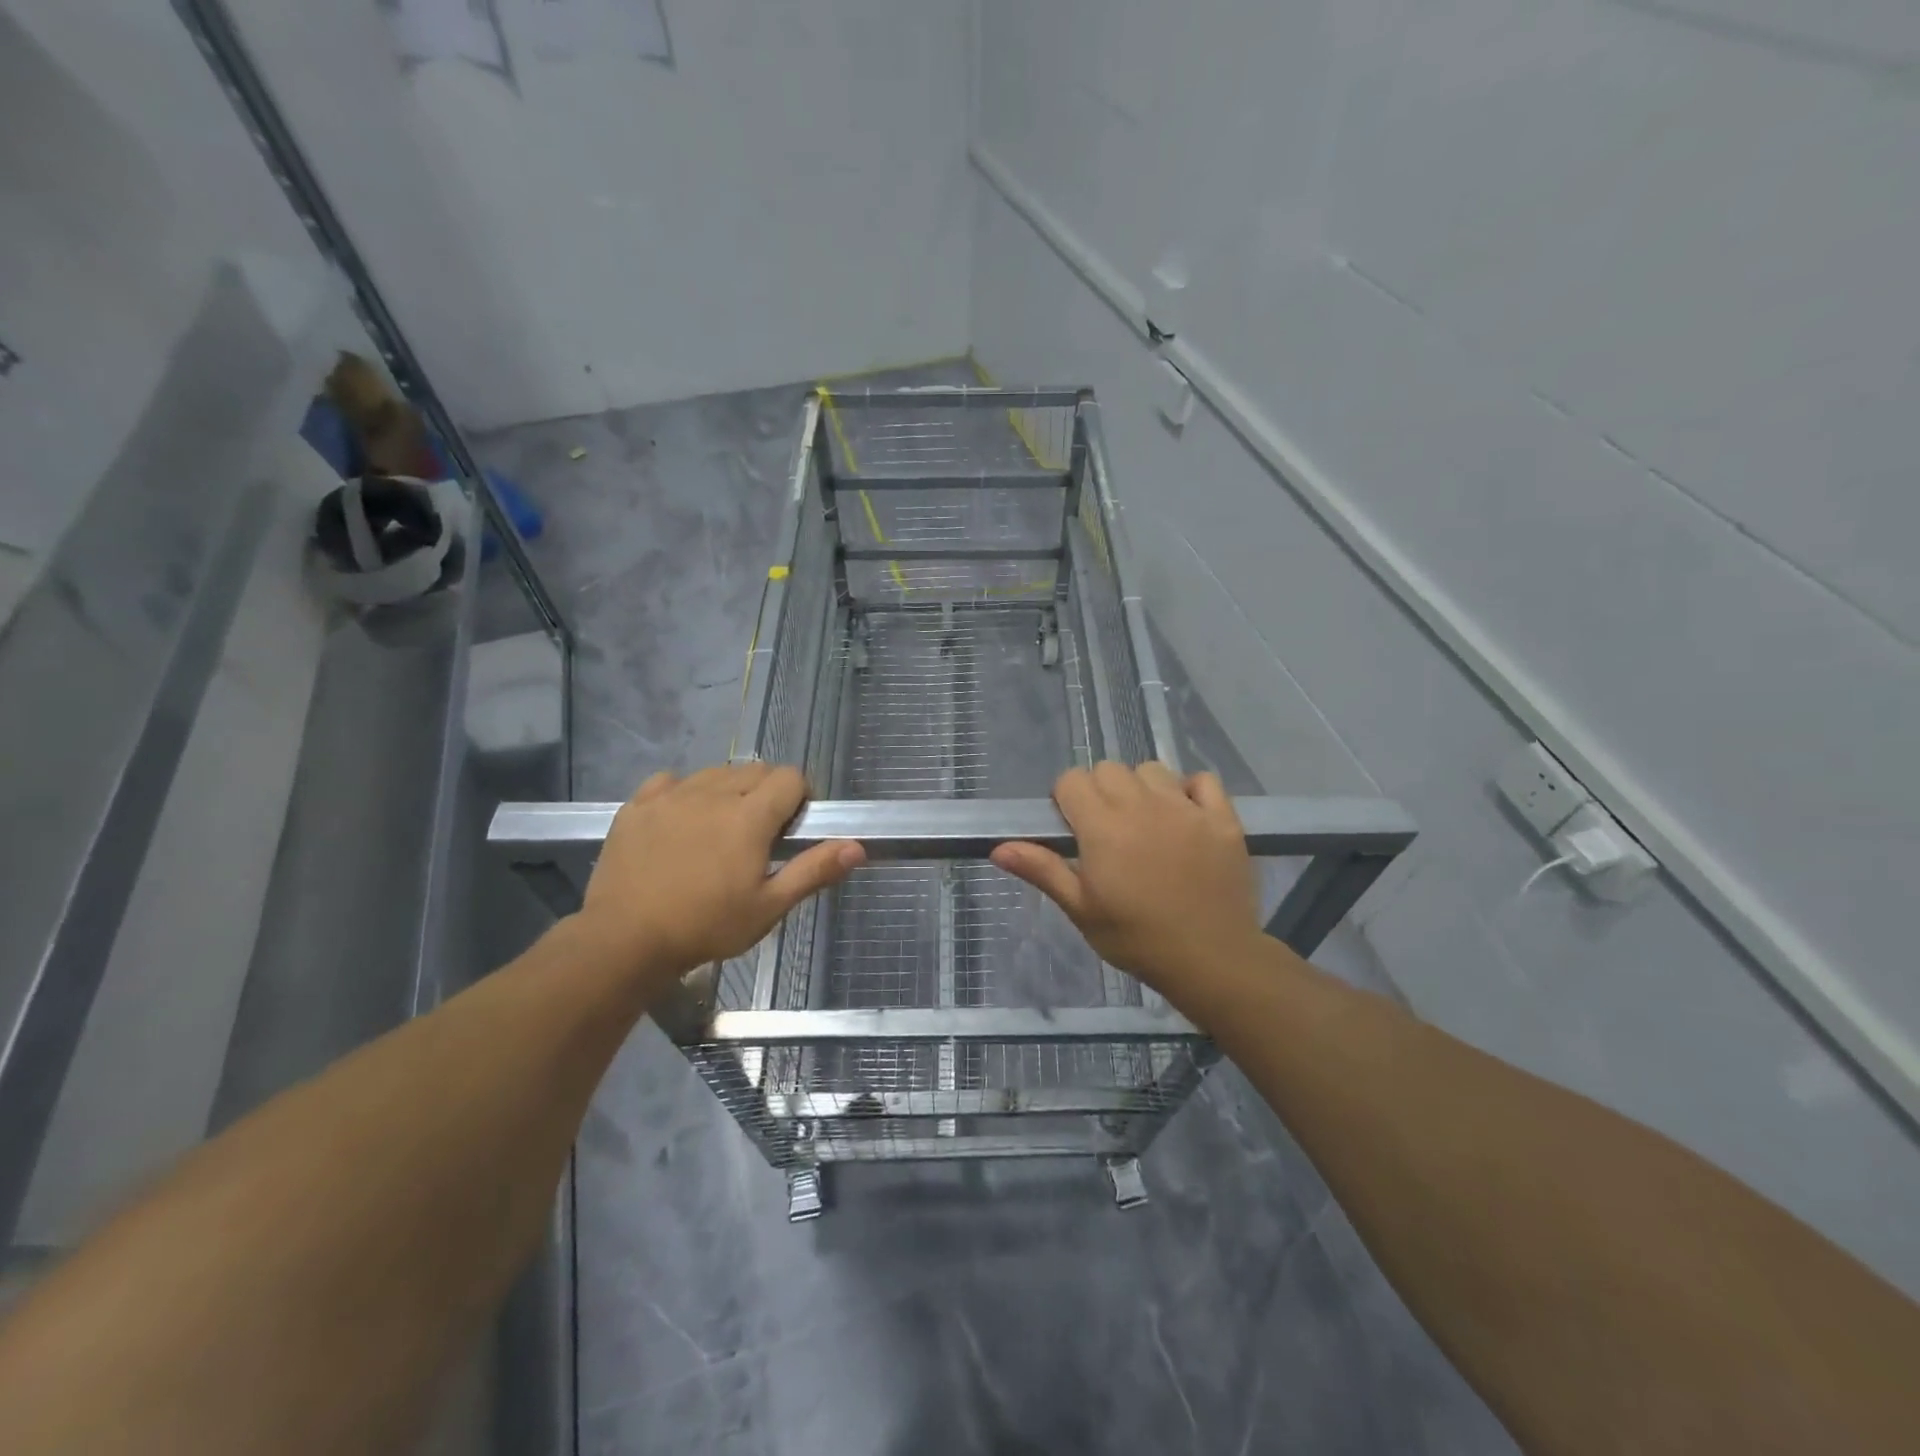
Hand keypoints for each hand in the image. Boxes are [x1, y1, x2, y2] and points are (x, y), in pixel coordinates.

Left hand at [576, 763, 863, 986]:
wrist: (623, 940)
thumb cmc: (706, 926)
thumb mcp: (768, 907)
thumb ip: (813, 870)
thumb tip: (857, 847)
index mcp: (750, 815)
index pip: (790, 777)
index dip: (799, 797)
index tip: (792, 828)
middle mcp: (713, 793)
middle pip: (755, 770)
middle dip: (766, 793)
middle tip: (758, 836)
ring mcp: (671, 795)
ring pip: (715, 773)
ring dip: (728, 791)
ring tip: (719, 830)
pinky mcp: (638, 804)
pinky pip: (670, 781)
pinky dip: (683, 793)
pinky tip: (679, 822)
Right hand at [990, 762, 1263, 999]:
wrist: (1211, 959)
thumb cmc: (1136, 938)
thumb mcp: (1081, 909)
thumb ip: (1043, 870)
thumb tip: (998, 848)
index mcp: (1102, 826)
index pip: (1071, 780)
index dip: (1066, 800)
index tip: (1074, 829)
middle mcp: (1142, 805)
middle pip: (1109, 769)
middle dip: (1100, 790)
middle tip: (1108, 830)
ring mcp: (1186, 808)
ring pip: (1152, 770)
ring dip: (1142, 788)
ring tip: (1147, 823)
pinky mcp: (1222, 818)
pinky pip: (1202, 780)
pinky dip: (1190, 790)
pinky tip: (1186, 817)